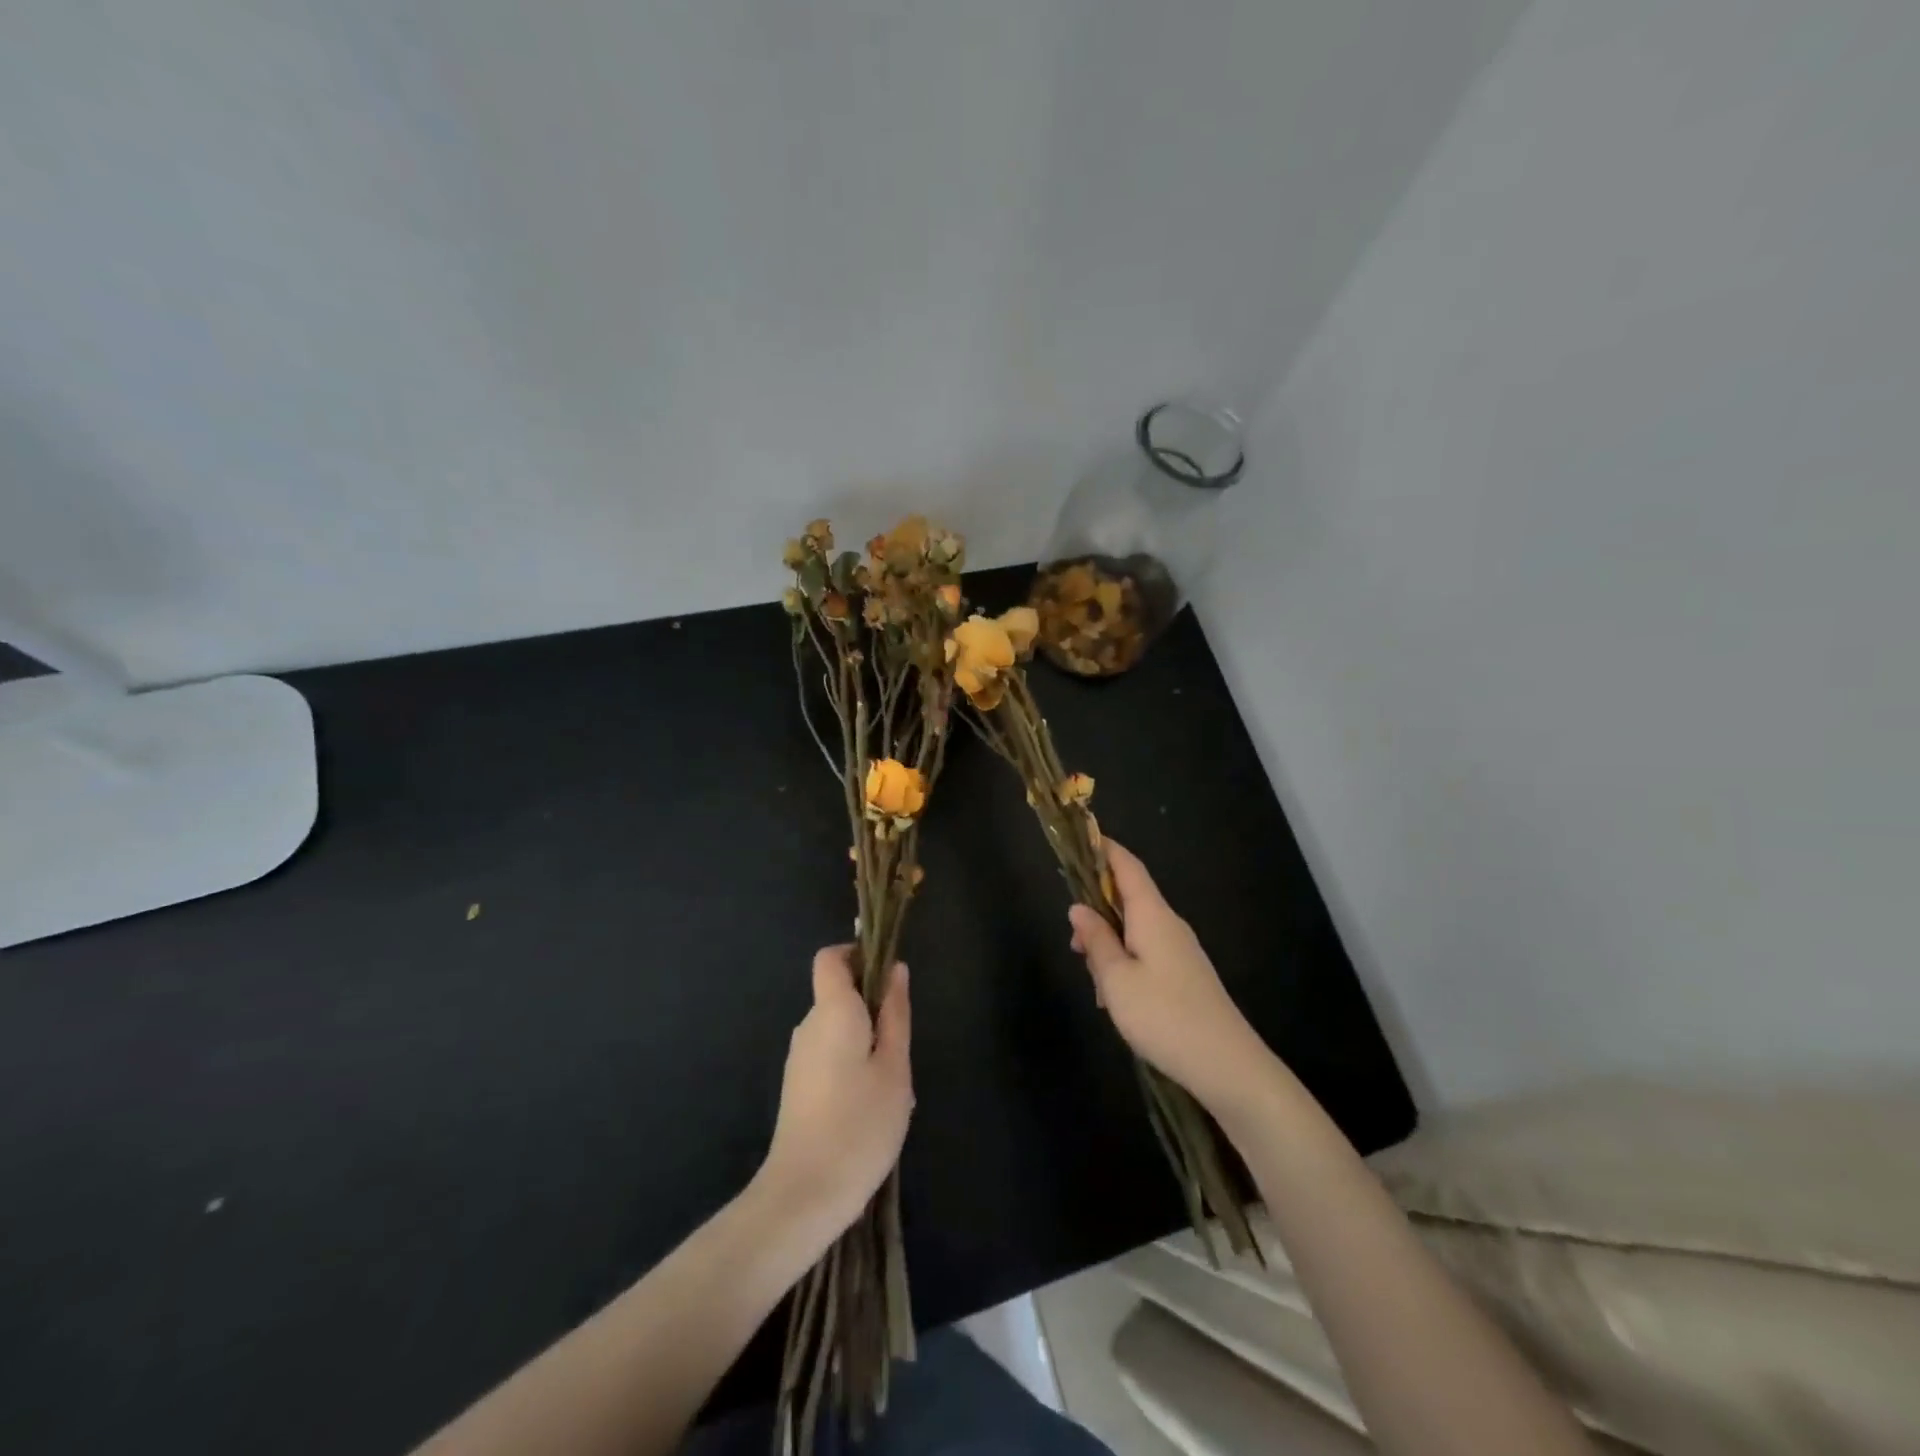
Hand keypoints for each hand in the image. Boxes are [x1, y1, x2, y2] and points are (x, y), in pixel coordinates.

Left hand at [757, 946, 912, 1242]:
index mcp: (832, 1011)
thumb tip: (895, 970)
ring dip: (866, 1041)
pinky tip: (872, 1106)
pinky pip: (830, 1055)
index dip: (857, 954)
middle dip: (873, 1007)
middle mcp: (809, 1026)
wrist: (804, 1194)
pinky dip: (853, 1064)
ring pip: (839, 1028)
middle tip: (902, 1047)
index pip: (831, 958)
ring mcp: (799, 1058)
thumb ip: (895, 1014)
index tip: (887, 976)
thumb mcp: (894, 1067)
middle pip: (839, 994)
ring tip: (892, 1085)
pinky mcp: (797, 1086)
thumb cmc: (859, 1123)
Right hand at [1068, 842, 1275, 1116]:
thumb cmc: (1164, 1016)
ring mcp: (1181, 950)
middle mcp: (1169, 924)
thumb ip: (1096, 940)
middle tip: (1073, 940)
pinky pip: (1147, 952)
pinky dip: (1125, 962)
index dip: (1105, 849)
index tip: (1081, 838)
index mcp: (1152, 915)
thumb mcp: (1116, 980)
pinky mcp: (1186, 975)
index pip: (1127, 866)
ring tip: (1092, 978)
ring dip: (1109, 941)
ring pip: (1136, 929)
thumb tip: (1078, 907)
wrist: (1228, 1066)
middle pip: (1129, 897)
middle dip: (1097, 907)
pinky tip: (1115, 998)